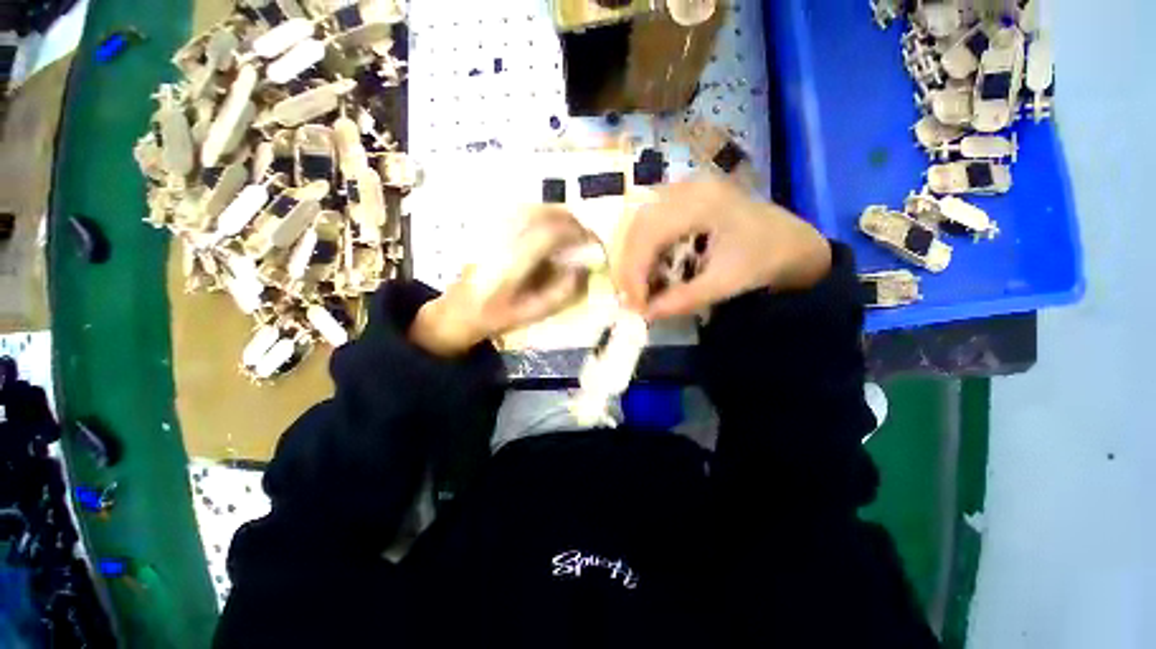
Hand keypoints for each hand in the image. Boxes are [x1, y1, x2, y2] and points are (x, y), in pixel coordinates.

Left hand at [411, 206, 595, 355]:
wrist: (458, 311)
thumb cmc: (496, 317)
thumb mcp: (533, 313)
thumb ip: (561, 293)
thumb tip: (583, 269)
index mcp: (512, 262)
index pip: (549, 234)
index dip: (576, 233)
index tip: (592, 242)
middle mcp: (502, 239)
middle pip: (541, 213)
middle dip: (570, 220)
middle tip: (586, 235)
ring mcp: (493, 231)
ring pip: (530, 208)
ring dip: (557, 215)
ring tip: (572, 231)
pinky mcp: (490, 228)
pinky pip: (521, 212)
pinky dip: (542, 215)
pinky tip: (550, 228)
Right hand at [612, 178, 830, 319]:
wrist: (798, 244)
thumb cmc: (769, 259)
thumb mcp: (727, 283)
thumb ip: (683, 299)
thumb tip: (645, 315)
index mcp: (704, 202)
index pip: (650, 234)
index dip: (635, 271)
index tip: (635, 304)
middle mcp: (688, 187)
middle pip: (638, 223)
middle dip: (628, 265)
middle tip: (630, 297)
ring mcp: (685, 189)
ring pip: (639, 221)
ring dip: (631, 256)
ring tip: (635, 286)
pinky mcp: (684, 199)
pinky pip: (650, 221)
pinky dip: (642, 248)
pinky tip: (647, 268)